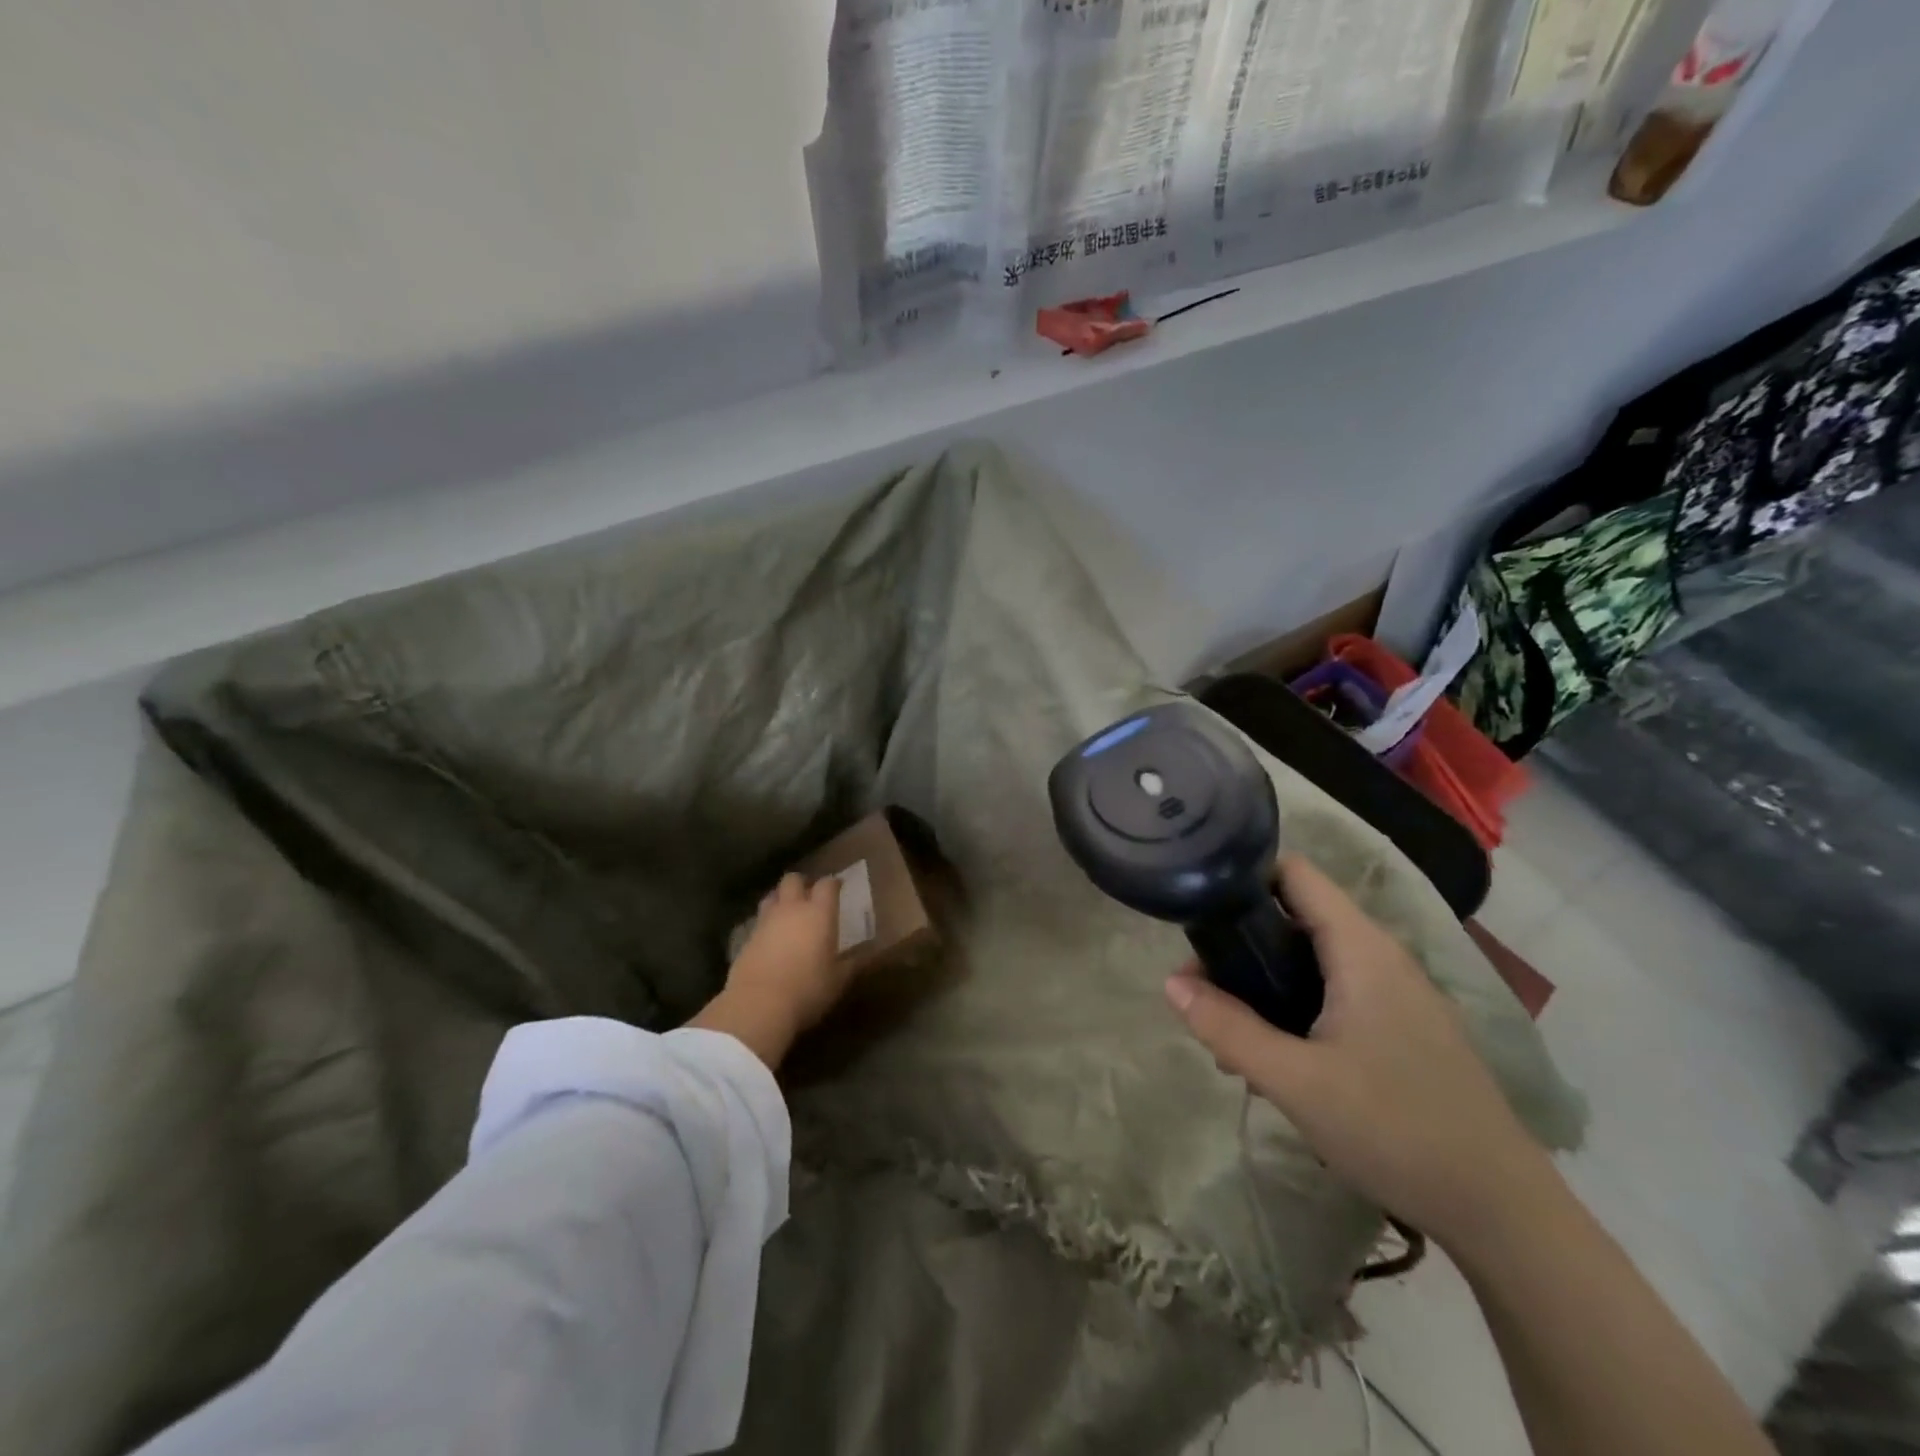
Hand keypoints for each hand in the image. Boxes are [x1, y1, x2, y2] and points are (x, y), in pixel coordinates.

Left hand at [691, 873, 848, 1070]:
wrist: (759, 1004)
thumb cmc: (808, 989)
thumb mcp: (838, 980)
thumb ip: (850, 964)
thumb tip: (860, 957)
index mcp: (819, 913)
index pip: (827, 885)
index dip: (833, 883)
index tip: (838, 887)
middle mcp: (791, 909)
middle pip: (793, 880)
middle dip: (801, 883)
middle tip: (809, 895)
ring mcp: (766, 921)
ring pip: (771, 896)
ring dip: (780, 899)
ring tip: (787, 912)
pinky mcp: (746, 938)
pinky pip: (758, 920)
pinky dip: (766, 923)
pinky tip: (771, 938)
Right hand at [1164, 855, 1553, 1253]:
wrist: (1501, 1212)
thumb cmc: (1395, 1129)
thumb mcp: (1295, 1081)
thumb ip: (1228, 1028)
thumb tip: (1170, 983)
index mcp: (1360, 948)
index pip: (1294, 873)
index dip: (1243, 876)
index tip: (1198, 907)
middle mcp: (1381, 956)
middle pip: (1296, 916)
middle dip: (1242, 945)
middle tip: (1202, 990)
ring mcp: (1397, 993)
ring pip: (1313, 961)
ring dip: (1264, 984)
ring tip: (1229, 1036)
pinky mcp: (1404, 1028)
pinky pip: (1335, 994)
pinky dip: (1295, 1008)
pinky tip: (1276, 1061)